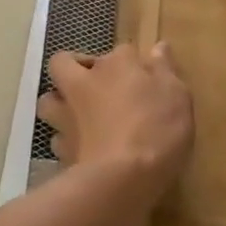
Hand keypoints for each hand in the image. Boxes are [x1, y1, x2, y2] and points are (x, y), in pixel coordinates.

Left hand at [38, 43, 193, 200]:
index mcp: (116, 65)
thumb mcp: (176, 96)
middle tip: (93, 84)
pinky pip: (57, 138)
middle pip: (63, 63)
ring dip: (59, 103)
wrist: (121, 179)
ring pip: (48, 100)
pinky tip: (82, 149)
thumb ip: (165, 70)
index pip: (123, 51)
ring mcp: (68, 116)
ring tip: (78, 115)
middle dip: (73, 68)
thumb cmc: (156, 129)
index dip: (133, 63)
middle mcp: (85, 83)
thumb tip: (159, 47)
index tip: (147, 78)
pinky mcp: (61, 149)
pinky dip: (66, 140)